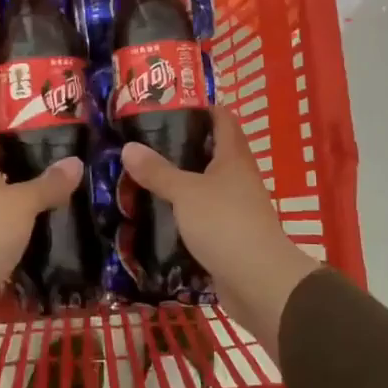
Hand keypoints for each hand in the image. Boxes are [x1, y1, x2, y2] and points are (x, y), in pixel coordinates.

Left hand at [0, 110, 81, 330]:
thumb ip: (48, 183)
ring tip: (57, 176)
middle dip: (20, 148)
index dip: (2, 112)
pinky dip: (18, 213)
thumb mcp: (22, 204)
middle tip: (56, 142)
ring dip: (21, 183)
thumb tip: (75, 162)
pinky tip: (43, 215)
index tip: (29, 105)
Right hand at [120, 104, 320, 359]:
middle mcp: (237, 177)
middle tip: (143, 142)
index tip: (168, 105)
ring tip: (142, 176)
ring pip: (204, 186)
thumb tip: (128, 147)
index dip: (201, 107)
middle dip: (181, 146)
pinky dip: (182, 213)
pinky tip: (156, 214)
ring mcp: (235, 208)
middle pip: (211, 152)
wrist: (259, 282)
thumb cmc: (225, 224)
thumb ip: (158, 171)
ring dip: (179, 182)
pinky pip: (202, 216)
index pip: (222, 119)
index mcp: (233, 157)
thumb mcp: (186, 193)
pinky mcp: (228, 236)